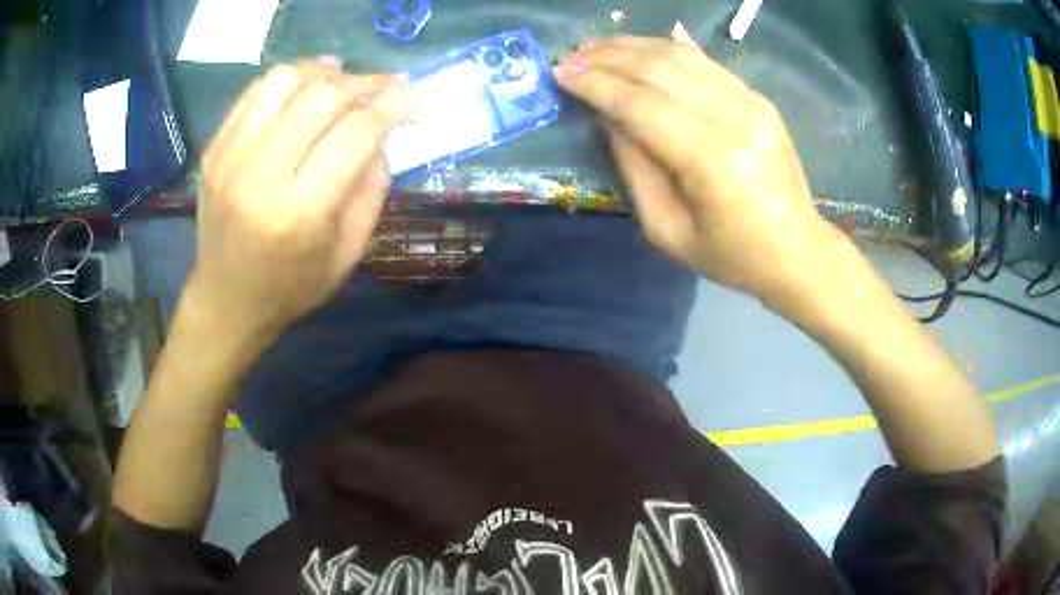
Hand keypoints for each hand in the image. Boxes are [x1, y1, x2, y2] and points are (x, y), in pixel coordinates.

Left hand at [189, 61, 412, 342]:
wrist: (226, 300)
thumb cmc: (291, 287)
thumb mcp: (348, 253)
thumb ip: (371, 190)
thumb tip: (382, 133)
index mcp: (299, 214)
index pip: (354, 135)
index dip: (390, 105)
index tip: (412, 94)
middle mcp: (259, 177)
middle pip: (321, 97)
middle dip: (363, 83)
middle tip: (383, 87)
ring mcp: (229, 158)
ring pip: (284, 80)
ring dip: (323, 72)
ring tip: (342, 82)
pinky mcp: (214, 149)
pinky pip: (256, 91)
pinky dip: (288, 80)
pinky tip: (306, 88)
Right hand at [555, 36, 839, 301]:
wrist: (798, 250)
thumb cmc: (731, 255)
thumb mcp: (668, 231)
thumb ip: (634, 168)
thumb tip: (608, 117)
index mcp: (712, 160)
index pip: (641, 104)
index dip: (595, 85)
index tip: (559, 73)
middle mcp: (735, 118)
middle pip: (658, 69)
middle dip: (605, 58)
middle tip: (569, 57)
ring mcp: (751, 102)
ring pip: (679, 56)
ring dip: (630, 47)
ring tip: (593, 48)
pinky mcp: (758, 98)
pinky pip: (702, 62)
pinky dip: (662, 51)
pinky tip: (635, 51)